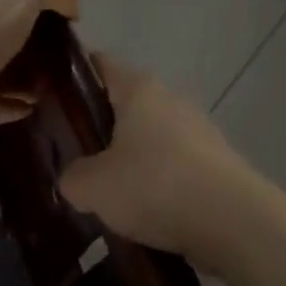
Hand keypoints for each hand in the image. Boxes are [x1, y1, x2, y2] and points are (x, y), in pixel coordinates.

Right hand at [58, 55, 256, 258]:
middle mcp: (170, 98)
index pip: (100, 64)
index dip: (74, 79)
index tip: (52, 103)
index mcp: (139, 88)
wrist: (233, 220)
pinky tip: (145, 212)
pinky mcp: (214, 160)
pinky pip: (174, 164)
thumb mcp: (94, 187)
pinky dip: (158, 181)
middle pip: (125, 104)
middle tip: (75, 158)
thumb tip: (74, 178)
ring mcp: (197, 128)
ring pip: (150, 136)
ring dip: (131, 159)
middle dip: (101, 128)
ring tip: (108, 194)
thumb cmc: (156, 185)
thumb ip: (72, 177)